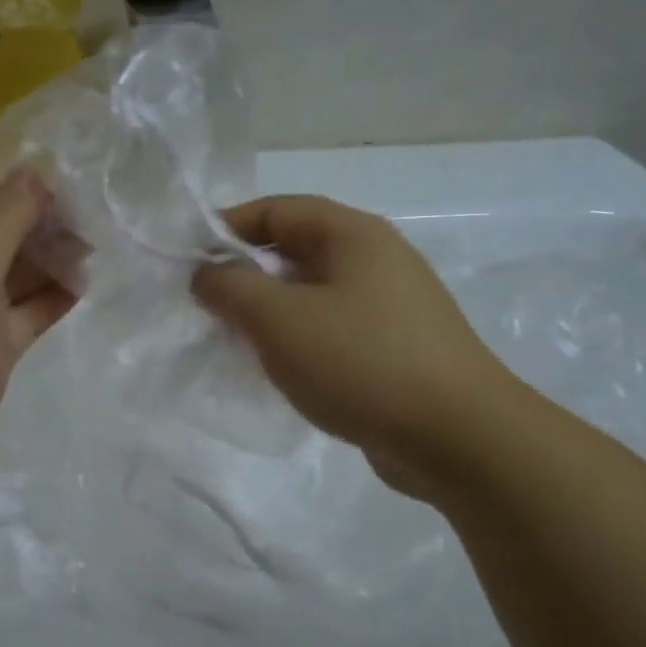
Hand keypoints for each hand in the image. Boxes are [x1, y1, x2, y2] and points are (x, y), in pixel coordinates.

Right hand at [192, 195, 517, 494]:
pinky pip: (332, 328)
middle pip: (294, 249)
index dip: (226, 228)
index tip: (188, 262)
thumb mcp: (280, 320)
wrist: (458, 437)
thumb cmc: (361, 362)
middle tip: (207, 307)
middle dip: (245, 274)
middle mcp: (375, 258)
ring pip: (312, 293)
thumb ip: (232, 288)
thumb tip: (205, 274)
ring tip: (236, 341)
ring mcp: (391, 304)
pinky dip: (299, 340)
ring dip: (270, 311)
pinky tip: (281, 371)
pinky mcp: (396, 347)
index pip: (276, 209)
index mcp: (352, 234)